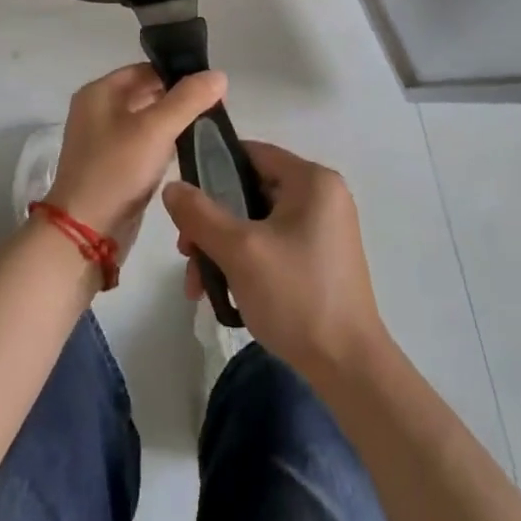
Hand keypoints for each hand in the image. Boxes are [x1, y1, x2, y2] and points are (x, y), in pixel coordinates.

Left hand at [46, 64, 226, 250]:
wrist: (85, 232)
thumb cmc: (117, 170)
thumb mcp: (156, 129)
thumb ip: (188, 99)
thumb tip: (219, 75)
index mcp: (99, 92)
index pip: (146, 69)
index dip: (179, 74)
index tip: (212, 87)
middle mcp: (98, 110)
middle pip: (146, 93)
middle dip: (179, 99)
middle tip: (217, 108)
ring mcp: (103, 140)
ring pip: (147, 120)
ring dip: (174, 123)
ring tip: (208, 128)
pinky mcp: (113, 165)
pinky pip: (144, 144)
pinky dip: (164, 144)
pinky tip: (188, 150)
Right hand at [163, 141, 388, 385]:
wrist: (348, 367)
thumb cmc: (296, 295)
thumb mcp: (240, 250)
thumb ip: (200, 213)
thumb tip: (172, 187)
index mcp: (312, 181)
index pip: (252, 153)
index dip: (212, 167)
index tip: (183, 197)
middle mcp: (322, 197)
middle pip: (250, 191)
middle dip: (212, 222)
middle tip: (186, 252)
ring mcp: (323, 230)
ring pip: (256, 223)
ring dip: (222, 248)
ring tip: (198, 285)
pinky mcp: (319, 259)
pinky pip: (272, 245)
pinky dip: (244, 262)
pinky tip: (223, 293)